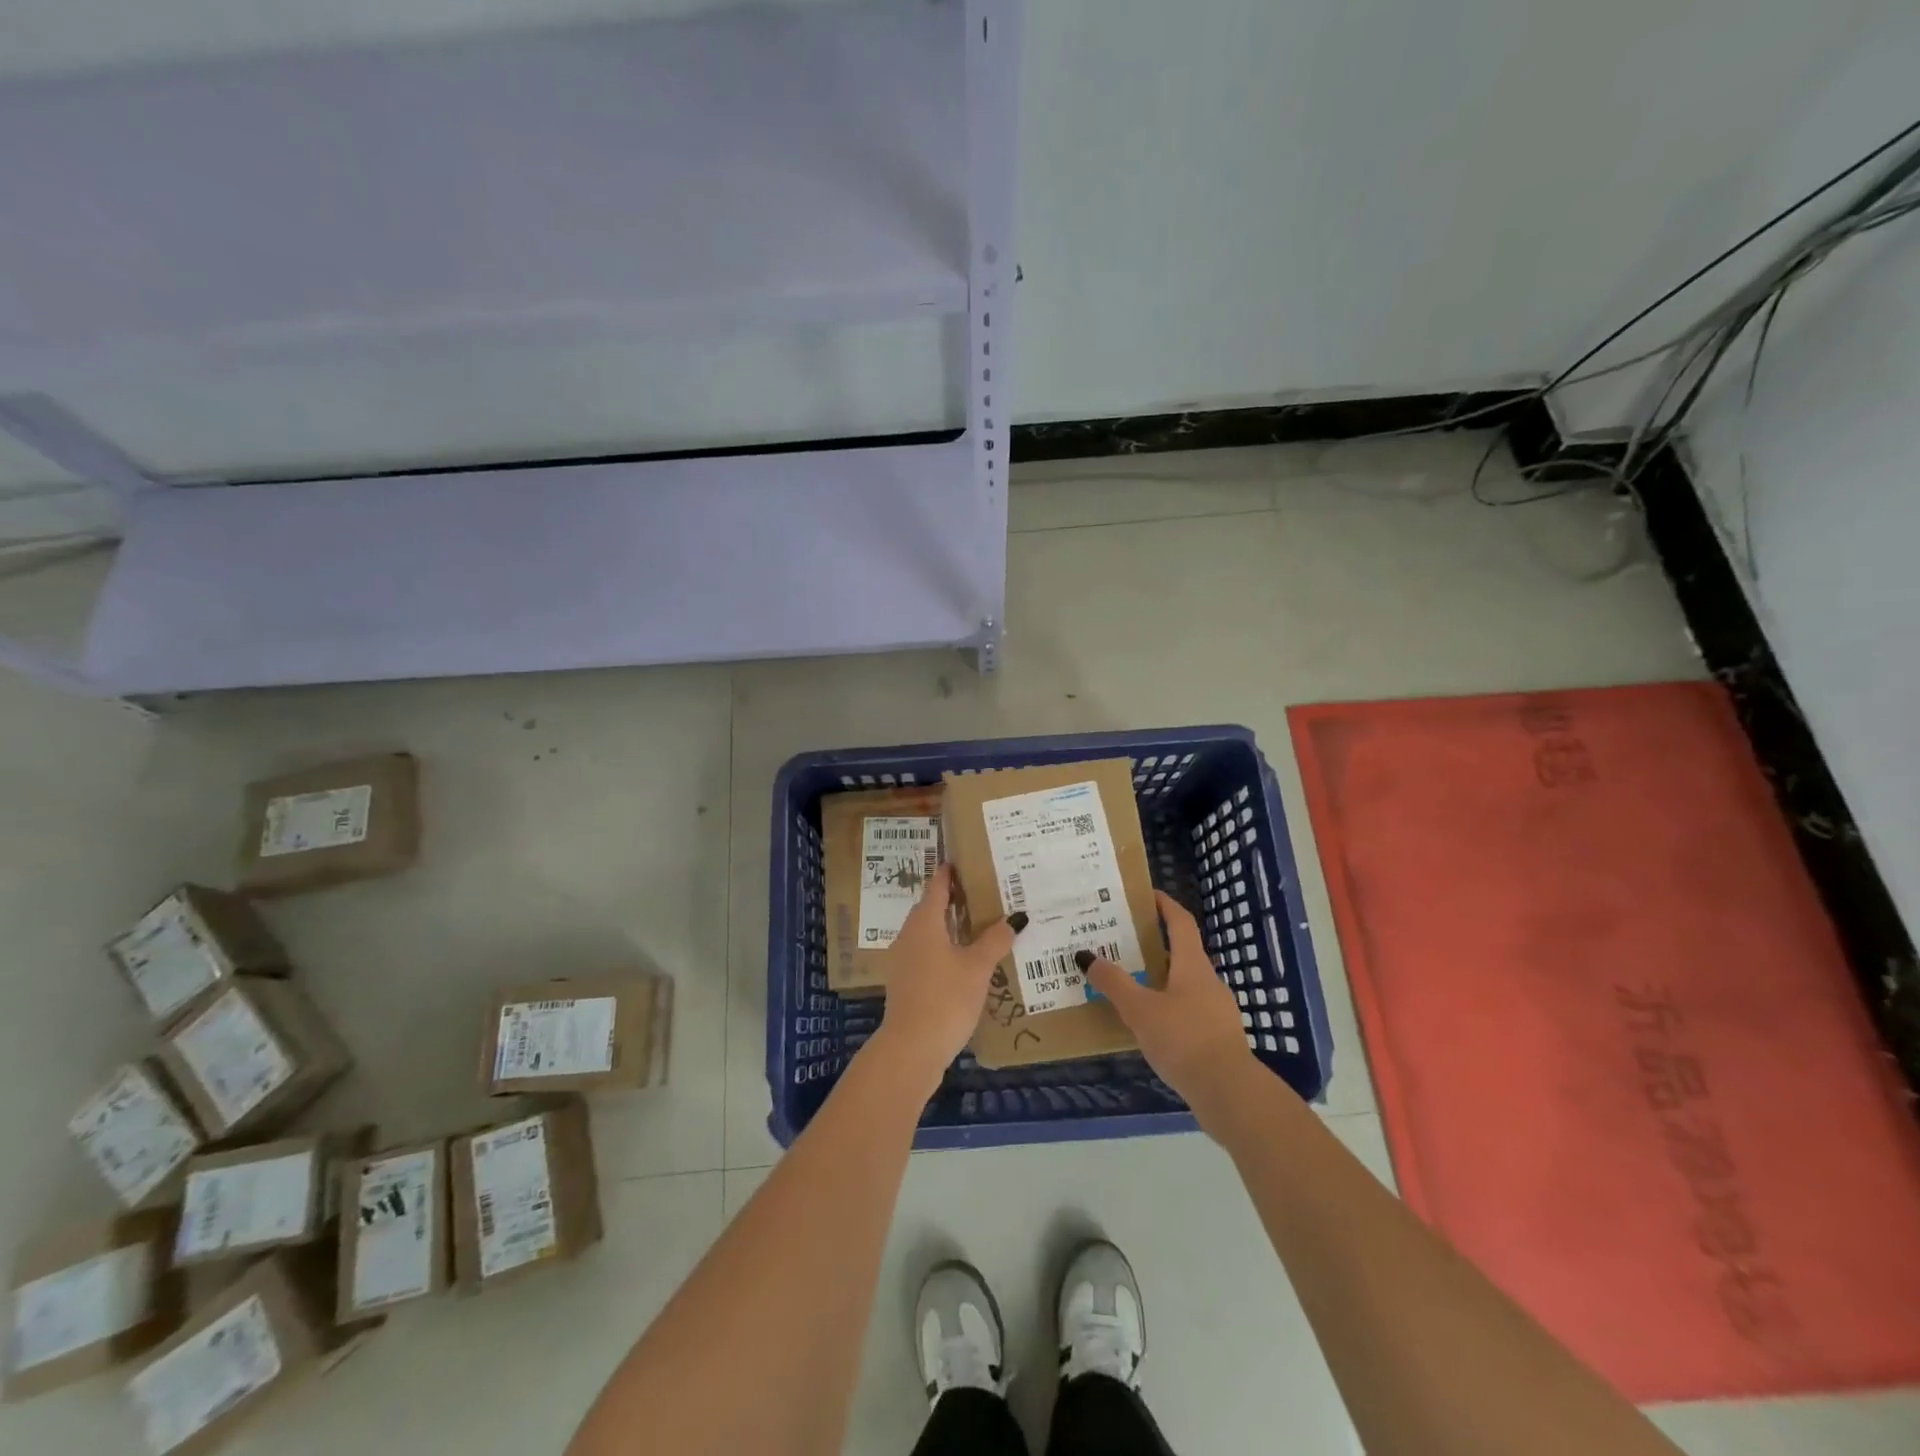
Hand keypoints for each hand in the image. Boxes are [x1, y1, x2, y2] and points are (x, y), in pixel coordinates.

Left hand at [868, 864, 1020, 1091]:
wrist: (911, 1050)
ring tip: (980, 925)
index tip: (963, 860)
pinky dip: (946, 950)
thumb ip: (995, 940)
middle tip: (983, 892)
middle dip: (954, 899)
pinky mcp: (907, 984)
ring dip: (951, 927)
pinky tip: (966, 961)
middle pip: (931, 909)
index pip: (936, 886)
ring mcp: (904, 961)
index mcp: (924, 923)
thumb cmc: (945, 998)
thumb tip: (1016, 918)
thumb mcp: (977, 967)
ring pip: (929, 933)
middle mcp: (909, 935)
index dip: (949, 873)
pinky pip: (928, 954)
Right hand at [1082, 891, 1258, 1127]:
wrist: (1229, 1093)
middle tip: (1123, 942)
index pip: (1181, 923)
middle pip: (1182, 952)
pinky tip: (1148, 1024)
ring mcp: (1216, 1011)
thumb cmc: (1183, 1039)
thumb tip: (1086, 956)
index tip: (1146, 895)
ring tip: (1129, 984)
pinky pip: (1188, 1010)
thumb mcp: (1140, 1009)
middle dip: (1155, 944)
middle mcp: (1208, 981)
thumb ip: (1113, 983)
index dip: (1165, 905)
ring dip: (1160, 978)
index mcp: (1192, 965)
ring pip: (1184, 983)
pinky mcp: (1216, 1038)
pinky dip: (1167, 1007)